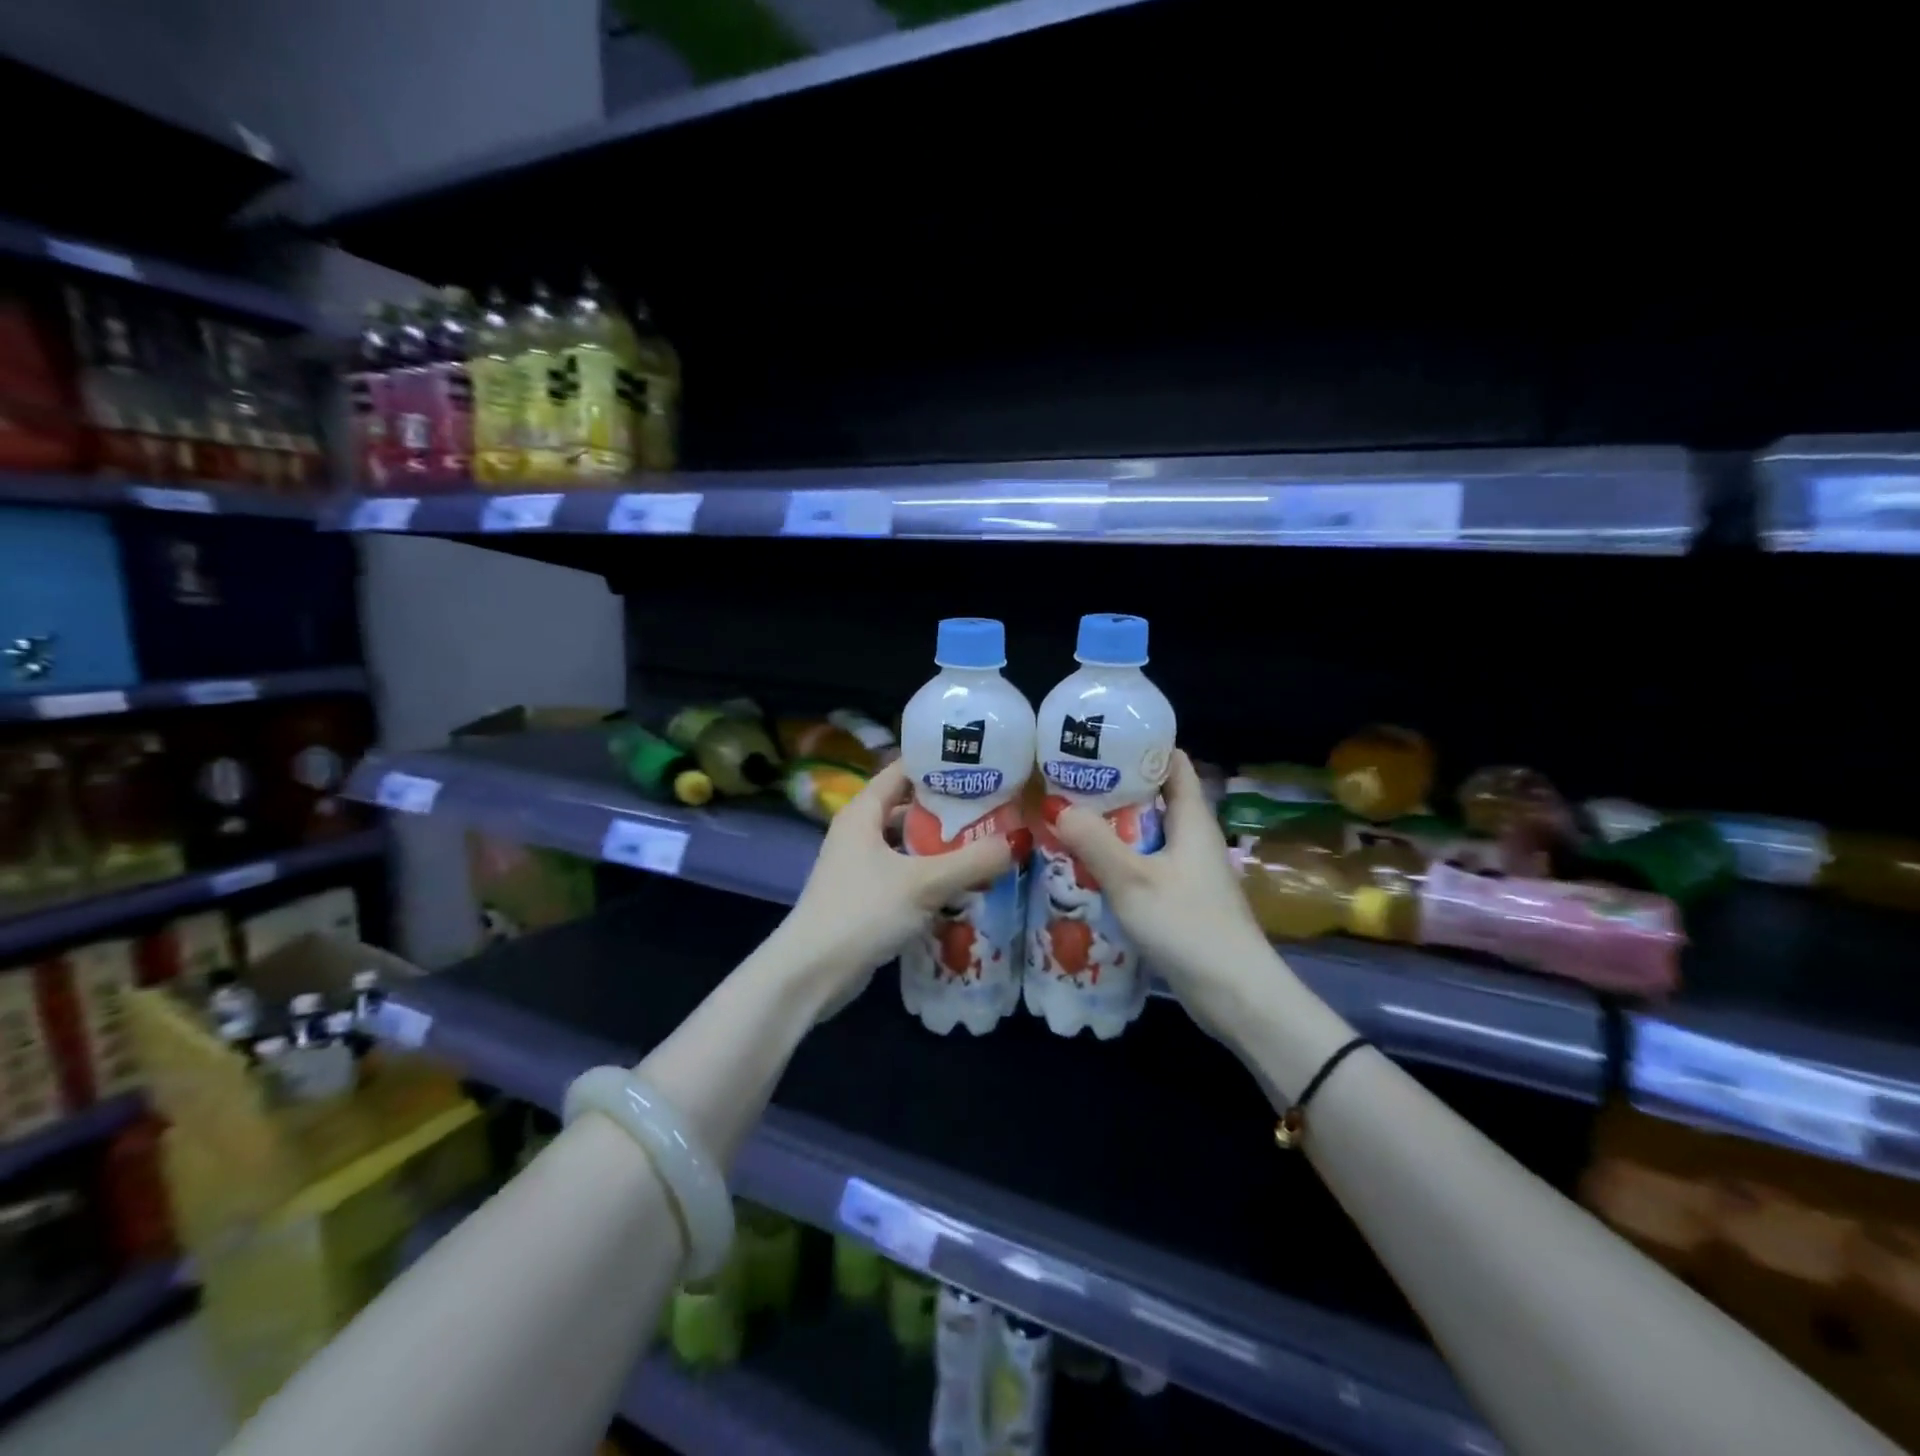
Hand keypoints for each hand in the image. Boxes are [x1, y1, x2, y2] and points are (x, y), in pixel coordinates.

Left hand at [776, 760, 1014, 1015]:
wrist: (812, 973)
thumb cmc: (863, 911)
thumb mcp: (924, 883)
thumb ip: (973, 861)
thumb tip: (1019, 840)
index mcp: (863, 812)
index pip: (903, 769)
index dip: (939, 764)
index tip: (980, 764)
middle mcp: (859, 832)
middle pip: (909, 807)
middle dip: (949, 808)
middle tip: (994, 806)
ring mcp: (860, 866)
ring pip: (908, 844)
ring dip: (942, 845)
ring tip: (986, 843)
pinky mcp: (866, 896)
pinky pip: (905, 874)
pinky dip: (931, 874)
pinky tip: (963, 885)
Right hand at [1049, 750, 1275, 1033]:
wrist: (1235, 995)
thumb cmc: (1189, 926)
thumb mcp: (1134, 881)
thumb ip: (1095, 842)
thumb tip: (1057, 807)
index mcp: (1192, 820)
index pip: (1173, 763)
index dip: (1141, 746)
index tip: (1099, 742)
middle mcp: (1193, 838)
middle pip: (1154, 798)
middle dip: (1114, 788)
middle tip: (1067, 782)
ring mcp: (1189, 871)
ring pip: (1147, 835)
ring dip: (1112, 827)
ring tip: (1067, 820)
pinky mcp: (1181, 899)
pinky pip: (1146, 866)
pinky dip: (1119, 860)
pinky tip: (1087, 869)